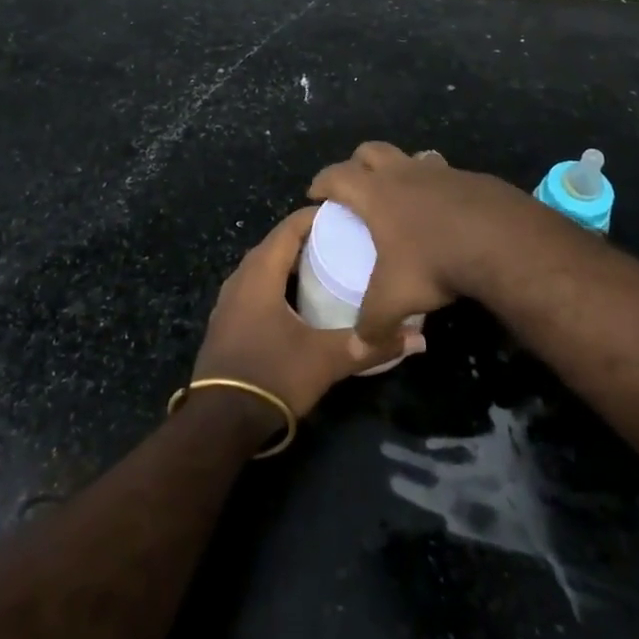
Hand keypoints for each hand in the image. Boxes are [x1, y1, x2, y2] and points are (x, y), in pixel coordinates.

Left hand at [193, 208, 424, 422]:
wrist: (219, 421)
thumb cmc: (272, 375)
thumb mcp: (326, 360)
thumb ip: (370, 346)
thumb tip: (419, 339)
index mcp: (260, 272)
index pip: (289, 227)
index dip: (316, 217)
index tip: (347, 217)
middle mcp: (240, 277)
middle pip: (276, 244)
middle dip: (307, 239)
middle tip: (343, 242)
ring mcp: (228, 300)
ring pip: (263, 267)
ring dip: (290, 263)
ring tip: (325, 267)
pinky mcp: (225, 322)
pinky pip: (254, 287)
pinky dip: (277, 283)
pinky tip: (297, 301)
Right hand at [309, 142, 550, 350]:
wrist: (501, 241)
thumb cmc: (434, 261)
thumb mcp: (396, 298)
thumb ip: (372, 323)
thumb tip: (357, 350)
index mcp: (375, 193)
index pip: (337, 175)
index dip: (322, 182)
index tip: (315, 194)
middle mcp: (403, 172)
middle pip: (370, 150)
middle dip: (357, 164)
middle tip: (355, 187)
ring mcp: (439, 171)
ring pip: (410, 156)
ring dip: (400, 168)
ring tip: (401, 195)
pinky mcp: (470, 178)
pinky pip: (443, 173)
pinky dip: (435, 186)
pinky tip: (444, 212)